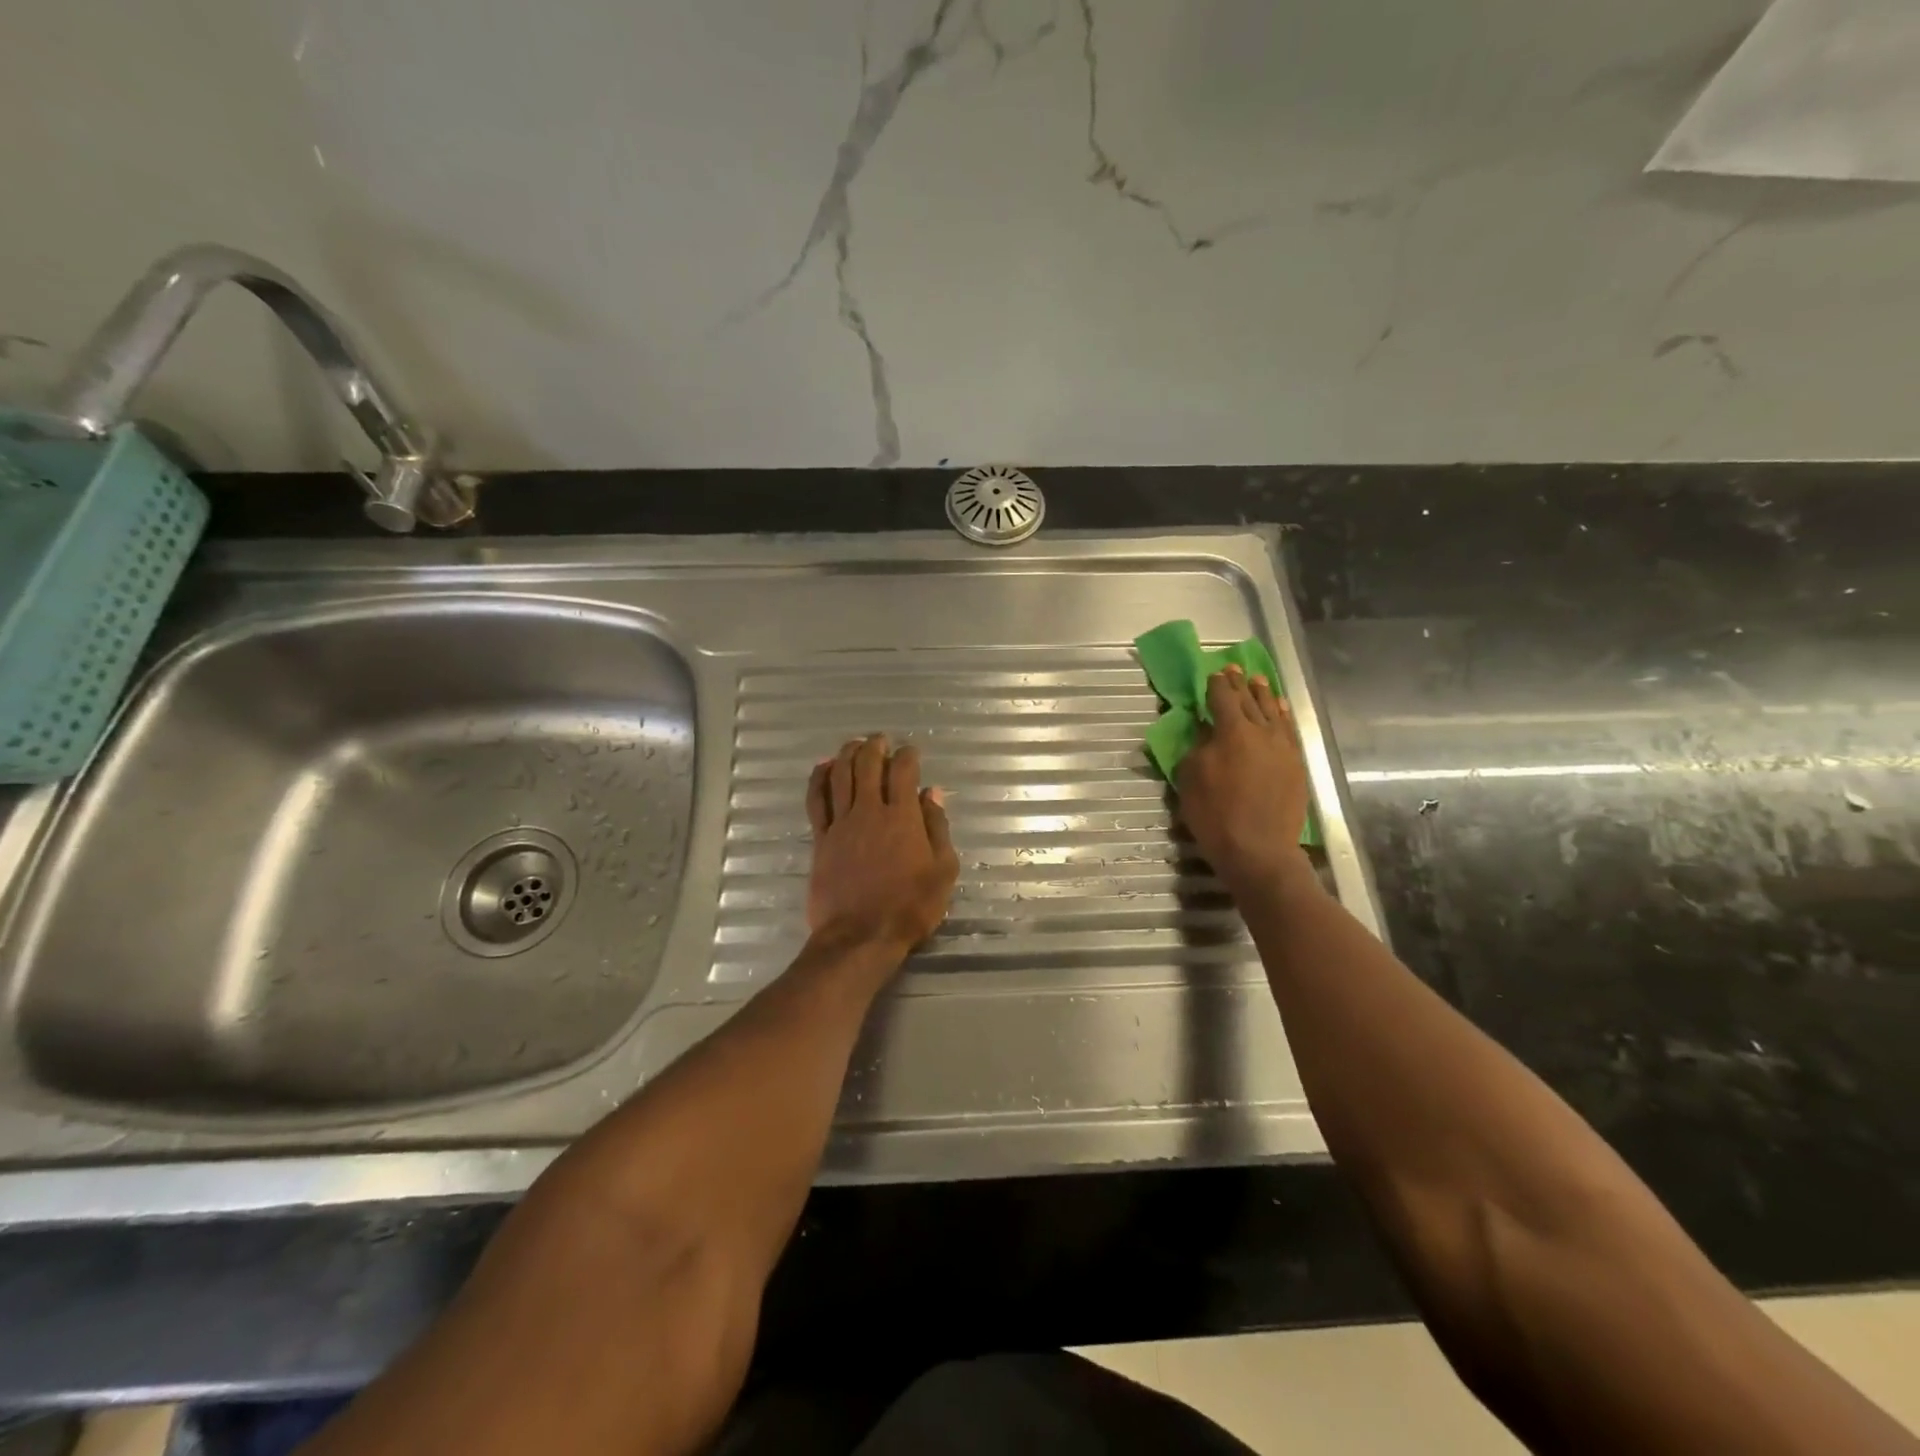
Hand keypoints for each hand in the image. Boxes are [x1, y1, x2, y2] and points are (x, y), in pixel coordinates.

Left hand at [806, 734, 958, 956]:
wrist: (861, 936)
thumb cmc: (910, 906)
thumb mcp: (942, 870)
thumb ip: (937, 828)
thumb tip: (932, 794)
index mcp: (902, 817)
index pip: (904, 772)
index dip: (908, 756)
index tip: (911, 751)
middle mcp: (870, 811)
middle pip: (868, 766)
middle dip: (875, 747)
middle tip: (880, 739)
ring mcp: (841, 824)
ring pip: (840, 777)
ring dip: (847, 755)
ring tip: (854, 744)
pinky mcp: (821, 839)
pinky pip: (816, 801)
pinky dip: (819, 779)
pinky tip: (823, 768)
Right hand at [1177, 667, 1313, 892]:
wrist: (1259, 849)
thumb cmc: (1216, 815)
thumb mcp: (1190, 779)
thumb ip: (1198, 748)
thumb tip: (1207, 732)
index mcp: (1232, 732)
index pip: (1223, 698)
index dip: (1216, 684)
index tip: (1213, 674)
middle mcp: (1262, 732)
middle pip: (1250, 700)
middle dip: (1240, 684)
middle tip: (1234, 669)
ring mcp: (1283, 747)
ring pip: (1274, 712)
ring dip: (1264, 695)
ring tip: (1259, 681)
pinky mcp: (1296, 764)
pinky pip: (1289, 730)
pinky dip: (1283, 716)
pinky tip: (1280, 710)